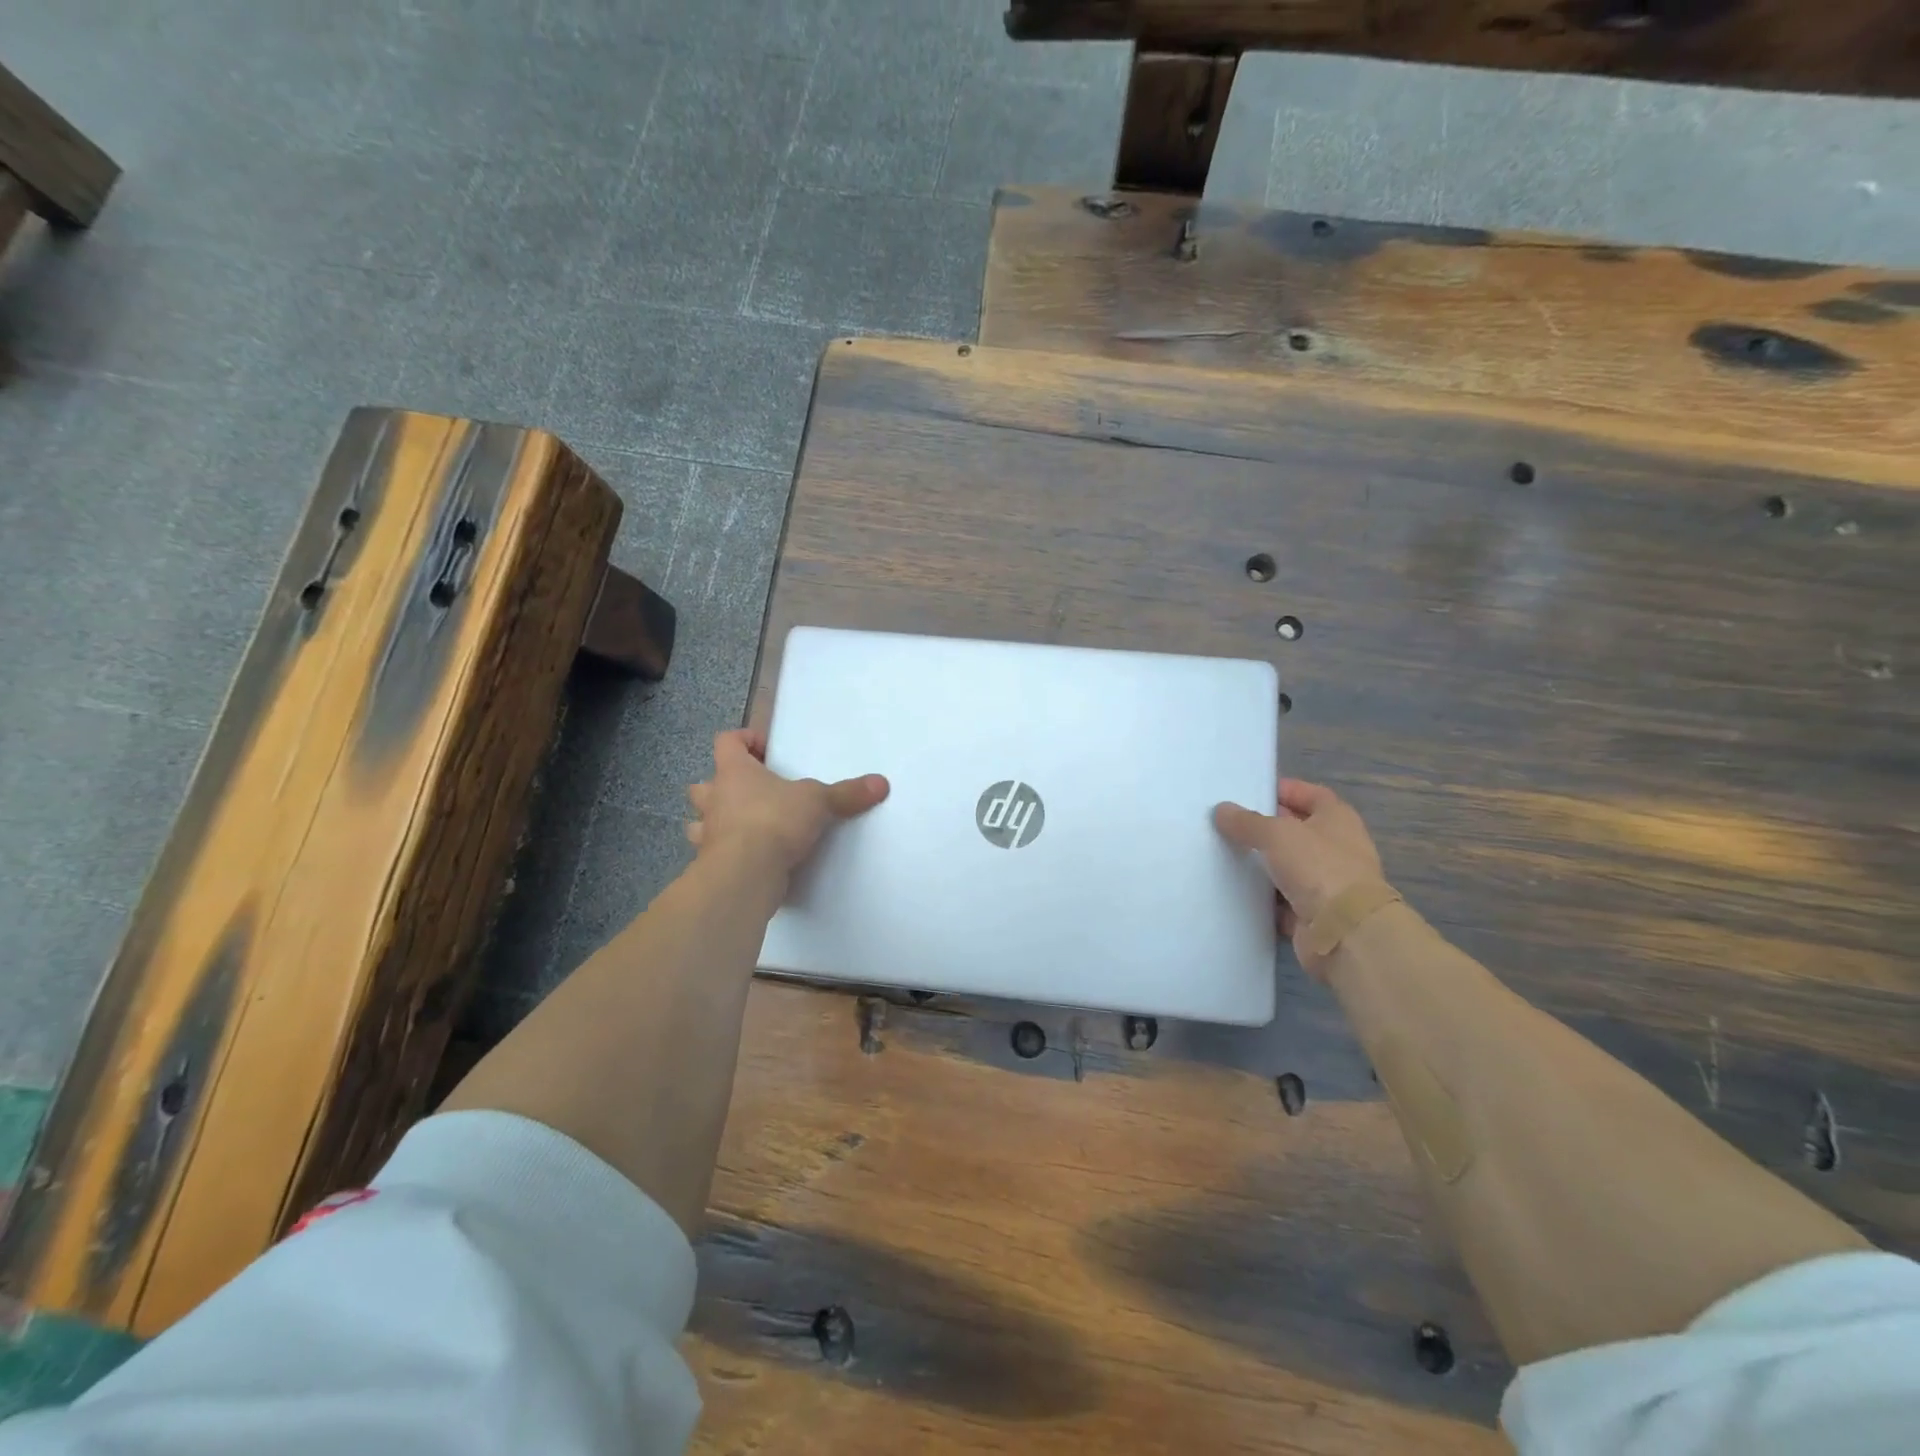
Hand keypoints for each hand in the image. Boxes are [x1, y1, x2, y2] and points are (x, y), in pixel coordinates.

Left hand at [686, 729, 888, 876]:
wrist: (746, 873)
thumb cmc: (774, 821)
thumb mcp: (818, 801)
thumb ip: (847, 793)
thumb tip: (881, 783)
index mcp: (734, 772)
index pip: (726, 742)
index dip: (743, 740)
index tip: (765, 749)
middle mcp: (715, 800)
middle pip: (704, 784)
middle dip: (720, 786)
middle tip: (749, 792)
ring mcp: (708, 835)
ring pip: (699, 822)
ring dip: (716, 823)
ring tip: (742, 827)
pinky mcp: (712, 865)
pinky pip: (713, 854)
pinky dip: (727, 855)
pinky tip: (749, 859)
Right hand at [1214, 779, 1384, 947]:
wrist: (1344, 931)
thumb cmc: (1318, 867)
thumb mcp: (1276, 834)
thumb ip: (1246, 821)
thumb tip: (1222, 810)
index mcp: (1337, 819)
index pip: (1311, 795)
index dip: (1285, 790)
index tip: (1251, 791)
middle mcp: (1336, 848)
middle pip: (1297, 831)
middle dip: (1266, 827)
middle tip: (1229, 822)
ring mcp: (1326, 883)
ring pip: (1287, 867)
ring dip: (1262, 864)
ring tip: (1224, 854)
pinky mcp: (1313, 913)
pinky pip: (1281, 899)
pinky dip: (1263, 896)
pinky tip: (1234, 890)